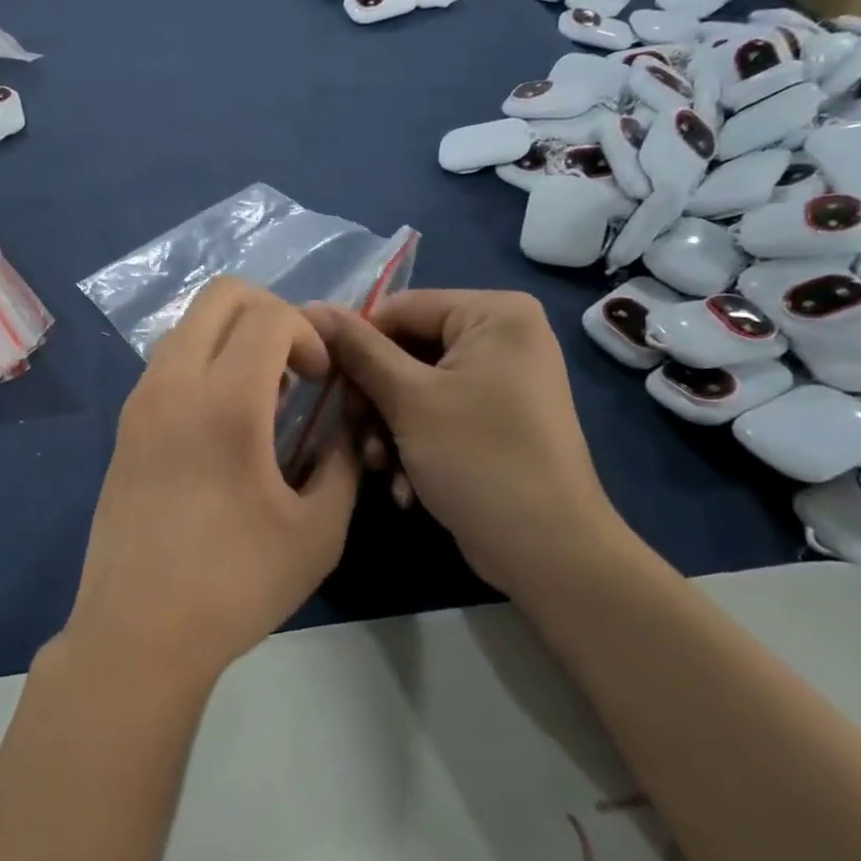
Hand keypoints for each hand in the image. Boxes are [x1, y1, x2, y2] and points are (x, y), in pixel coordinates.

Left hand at [65, 278, 361, 686]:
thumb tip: (342, 425)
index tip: (322, 380)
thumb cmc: (236, 585)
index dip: (309, 333)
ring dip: (233, 337)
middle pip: (221, 294)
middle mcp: (174, 384)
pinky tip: (224, 424)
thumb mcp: (318, 530)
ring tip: (261, 397)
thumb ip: (342, 461)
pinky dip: (204, 363)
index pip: (269, 314)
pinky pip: (168, 361)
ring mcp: (140, 401)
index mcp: (225, 402)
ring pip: (189, 324)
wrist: (138, 632)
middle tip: (296, 367)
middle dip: (271, 311)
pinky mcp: (125, 424)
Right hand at [307, 291, 615, 593]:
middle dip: (374, 398)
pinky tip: (402, 484)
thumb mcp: (409, 399)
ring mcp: (501, 381)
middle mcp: (503, 337)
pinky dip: (414, 444)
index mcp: (494, 313)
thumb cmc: (479, 459)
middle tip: (354, 431)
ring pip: (415, 387)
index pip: (400, 308)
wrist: (550, 553)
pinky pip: (438, 413)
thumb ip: (358, 349)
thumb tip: (311, 307)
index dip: (356, 342)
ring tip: (379, 466)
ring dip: (387, 428)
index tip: (323, 381)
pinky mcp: (495, 420)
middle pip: (406, 350)